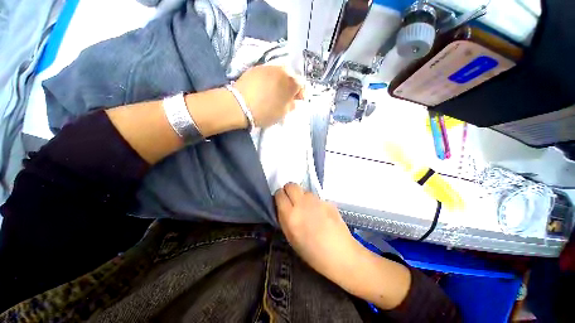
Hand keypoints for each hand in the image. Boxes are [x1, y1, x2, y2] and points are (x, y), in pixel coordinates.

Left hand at [234, 65, 303, 127]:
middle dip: (291, 85)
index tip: (299, 99)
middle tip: (288, 95)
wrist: (239, 105)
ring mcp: (267, 68)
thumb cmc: (264, 112)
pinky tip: (266, 87)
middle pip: (291, 76)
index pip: (300, 85)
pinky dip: (271, 79)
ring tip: (277, 91)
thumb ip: (290, 106)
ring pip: (279, 72)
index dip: (301, 93)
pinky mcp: (256, 68)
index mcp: (289, 84)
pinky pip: (268, 72)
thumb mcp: (281, 113)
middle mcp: (280, 72)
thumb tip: (293, 102)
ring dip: (281, 81)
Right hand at [274, 183, 411, 309]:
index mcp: (291, 216)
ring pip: (304, 191)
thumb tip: (282, 205)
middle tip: (292, 200)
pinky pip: (316, 197)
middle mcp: (302, 204)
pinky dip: (314, 202)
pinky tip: (320, 214)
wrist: (340, 254)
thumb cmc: (312, 253)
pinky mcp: (327, 201)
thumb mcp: (291, 238)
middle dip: (289, 190)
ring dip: (303, 197)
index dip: (279, 196)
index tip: (281, 201)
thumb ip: (284, 218)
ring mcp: (316, 201)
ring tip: (308, 210)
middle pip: (291, 185)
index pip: (279, 194)